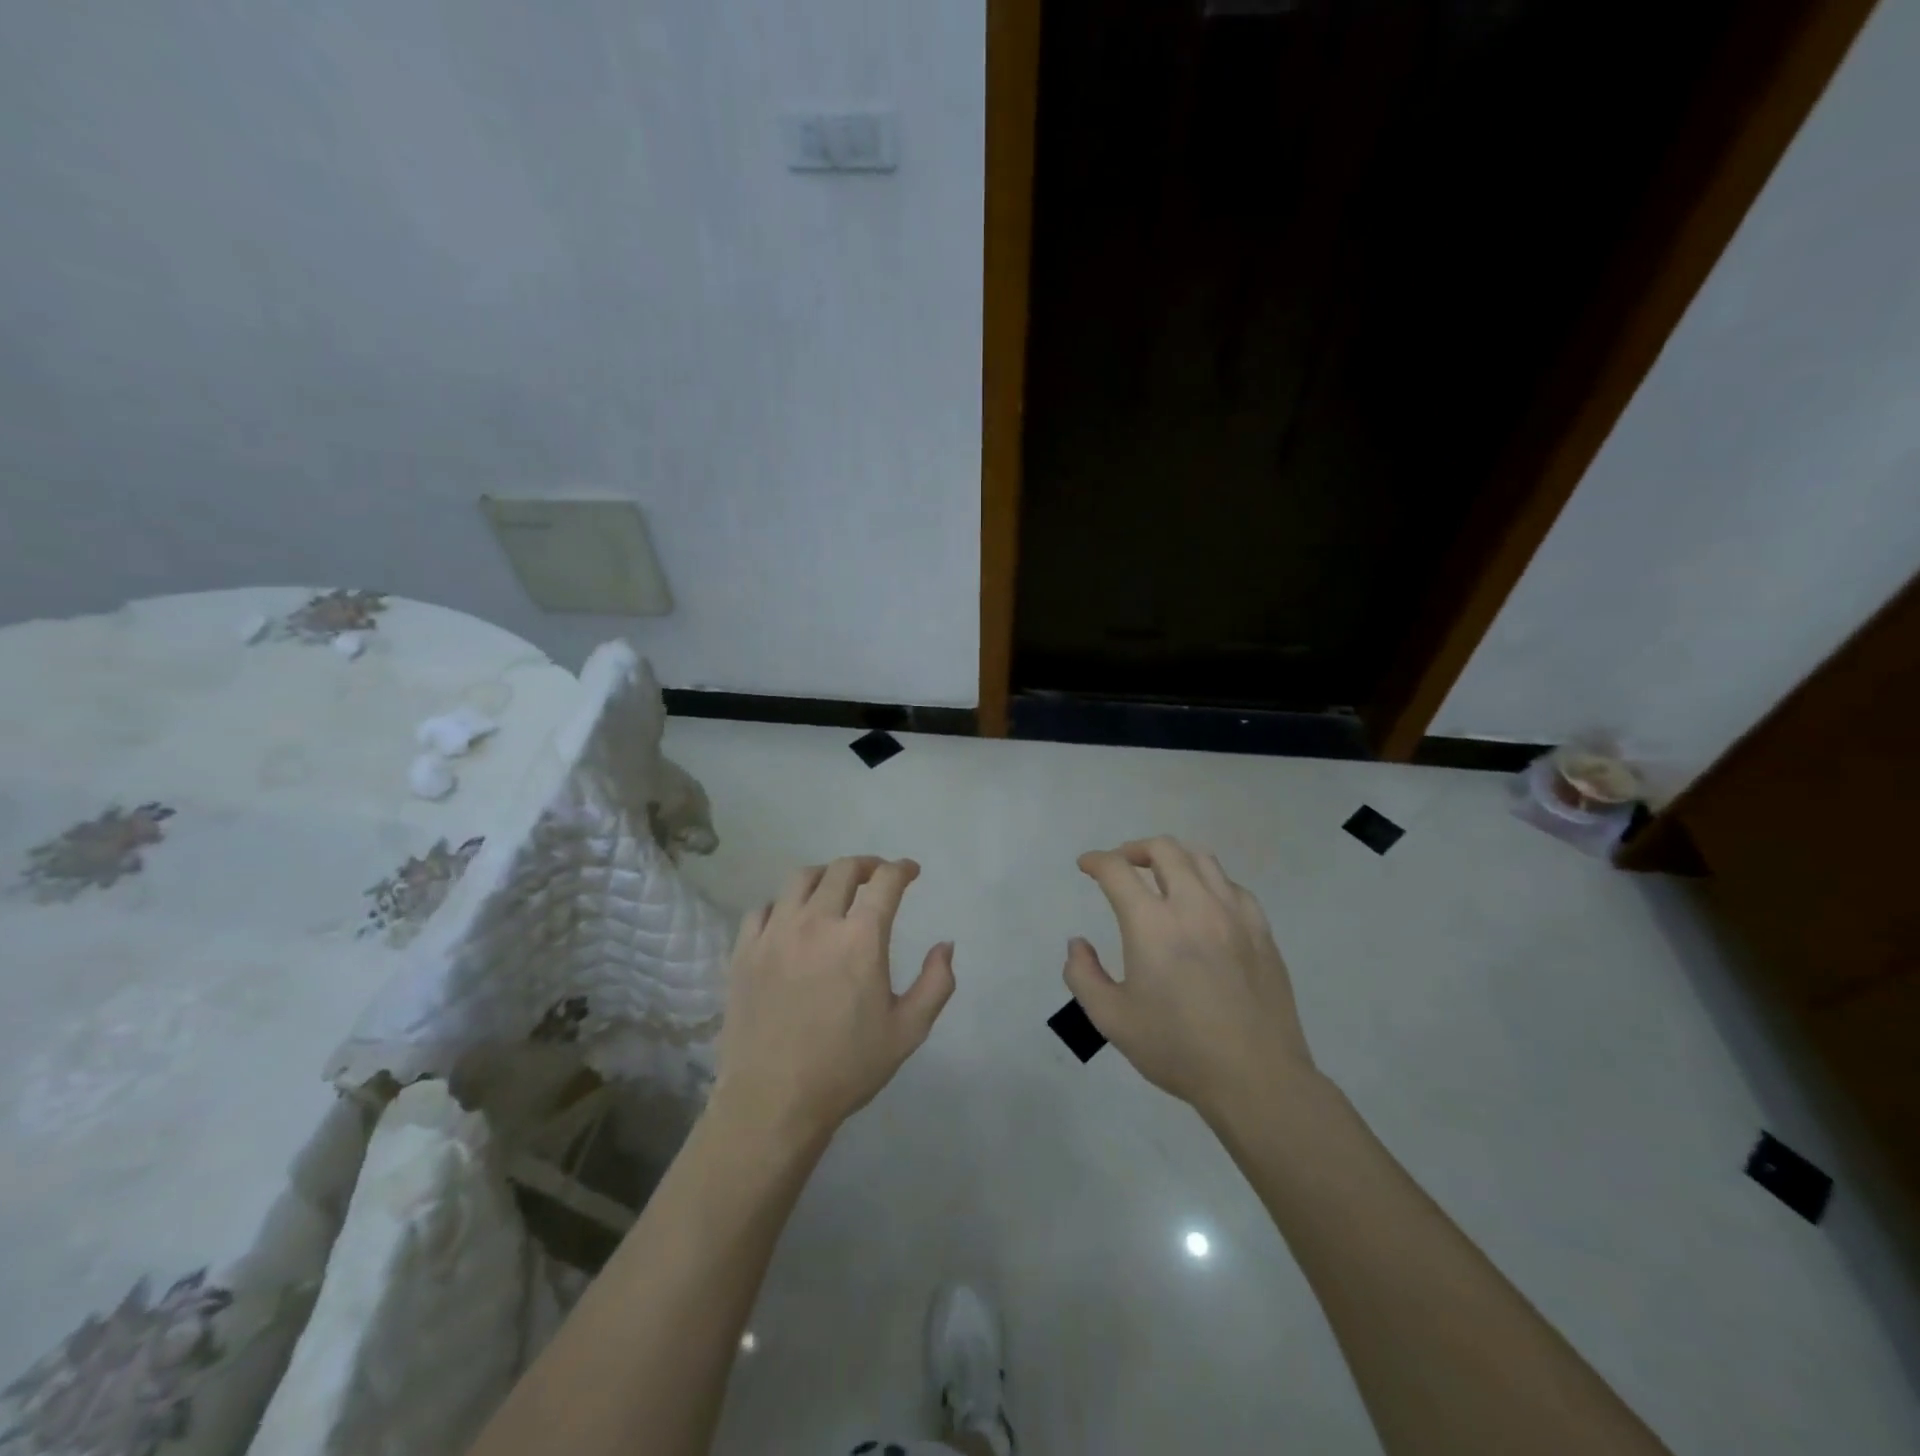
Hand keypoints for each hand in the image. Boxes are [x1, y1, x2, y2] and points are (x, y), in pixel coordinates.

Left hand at [713, 856, 954, 1145]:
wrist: (773, 1101)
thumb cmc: (847, 1067)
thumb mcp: (908, 1031)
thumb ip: (936, 983)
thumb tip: (946, 945)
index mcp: (860, 938)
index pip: (885, 882)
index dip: (902, 869)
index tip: (910, 871)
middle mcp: (817, 922)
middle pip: (842, 870)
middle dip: (867, 865)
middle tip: (877, 876)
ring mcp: (775, 933)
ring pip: (800, 879)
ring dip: (825, 875)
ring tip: (834, 888)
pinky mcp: (744, 951)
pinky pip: (763, 908)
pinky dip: (783, 904)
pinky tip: (791, 919)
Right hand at [1066, 837, 1315, 1118]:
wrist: (1256, 1078)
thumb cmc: (1177, 1049)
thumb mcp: (1112, 1019)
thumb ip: (1083, 975)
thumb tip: (1078, 944)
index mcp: (1152, 924)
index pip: (1117, 870)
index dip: (1096, 861)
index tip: (1087, 866)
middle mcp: (1193, 906)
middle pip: (1163, 849)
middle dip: (1134, 849)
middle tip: (1122, 866)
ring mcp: (1233, 914)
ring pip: (1202, 858)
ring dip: (1173, 858)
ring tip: (1161, 876)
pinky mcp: (1261, 930)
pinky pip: (1232, 886)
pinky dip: (1209, 882)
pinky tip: (1204, 904)